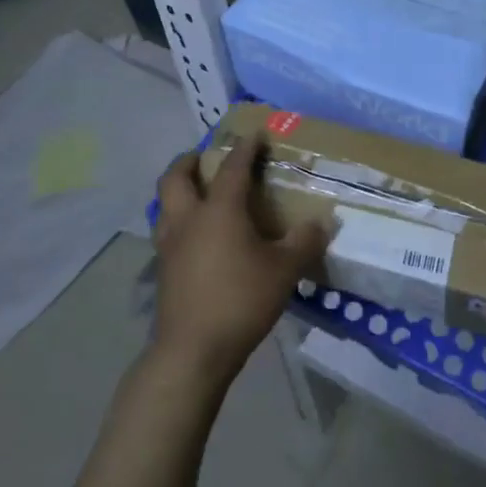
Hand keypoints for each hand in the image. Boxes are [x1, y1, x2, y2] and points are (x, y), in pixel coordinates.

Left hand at [151, 138, 327, 393]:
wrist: (192, 352)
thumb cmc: (240, 300)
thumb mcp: (284, 270)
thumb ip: (304, 242)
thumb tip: (322, 222)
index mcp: (219, 210)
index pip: (233, 167)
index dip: (245, 148)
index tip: (254, 134)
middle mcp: (189, 219)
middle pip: (176, 178)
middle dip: (189, 161)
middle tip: (206, 157)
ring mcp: (170, 245)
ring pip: (164, 204)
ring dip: (179, 190)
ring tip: (198, 193)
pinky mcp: (163, 270)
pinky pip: (167, 231)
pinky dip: (179, 221)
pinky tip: (197, 236)